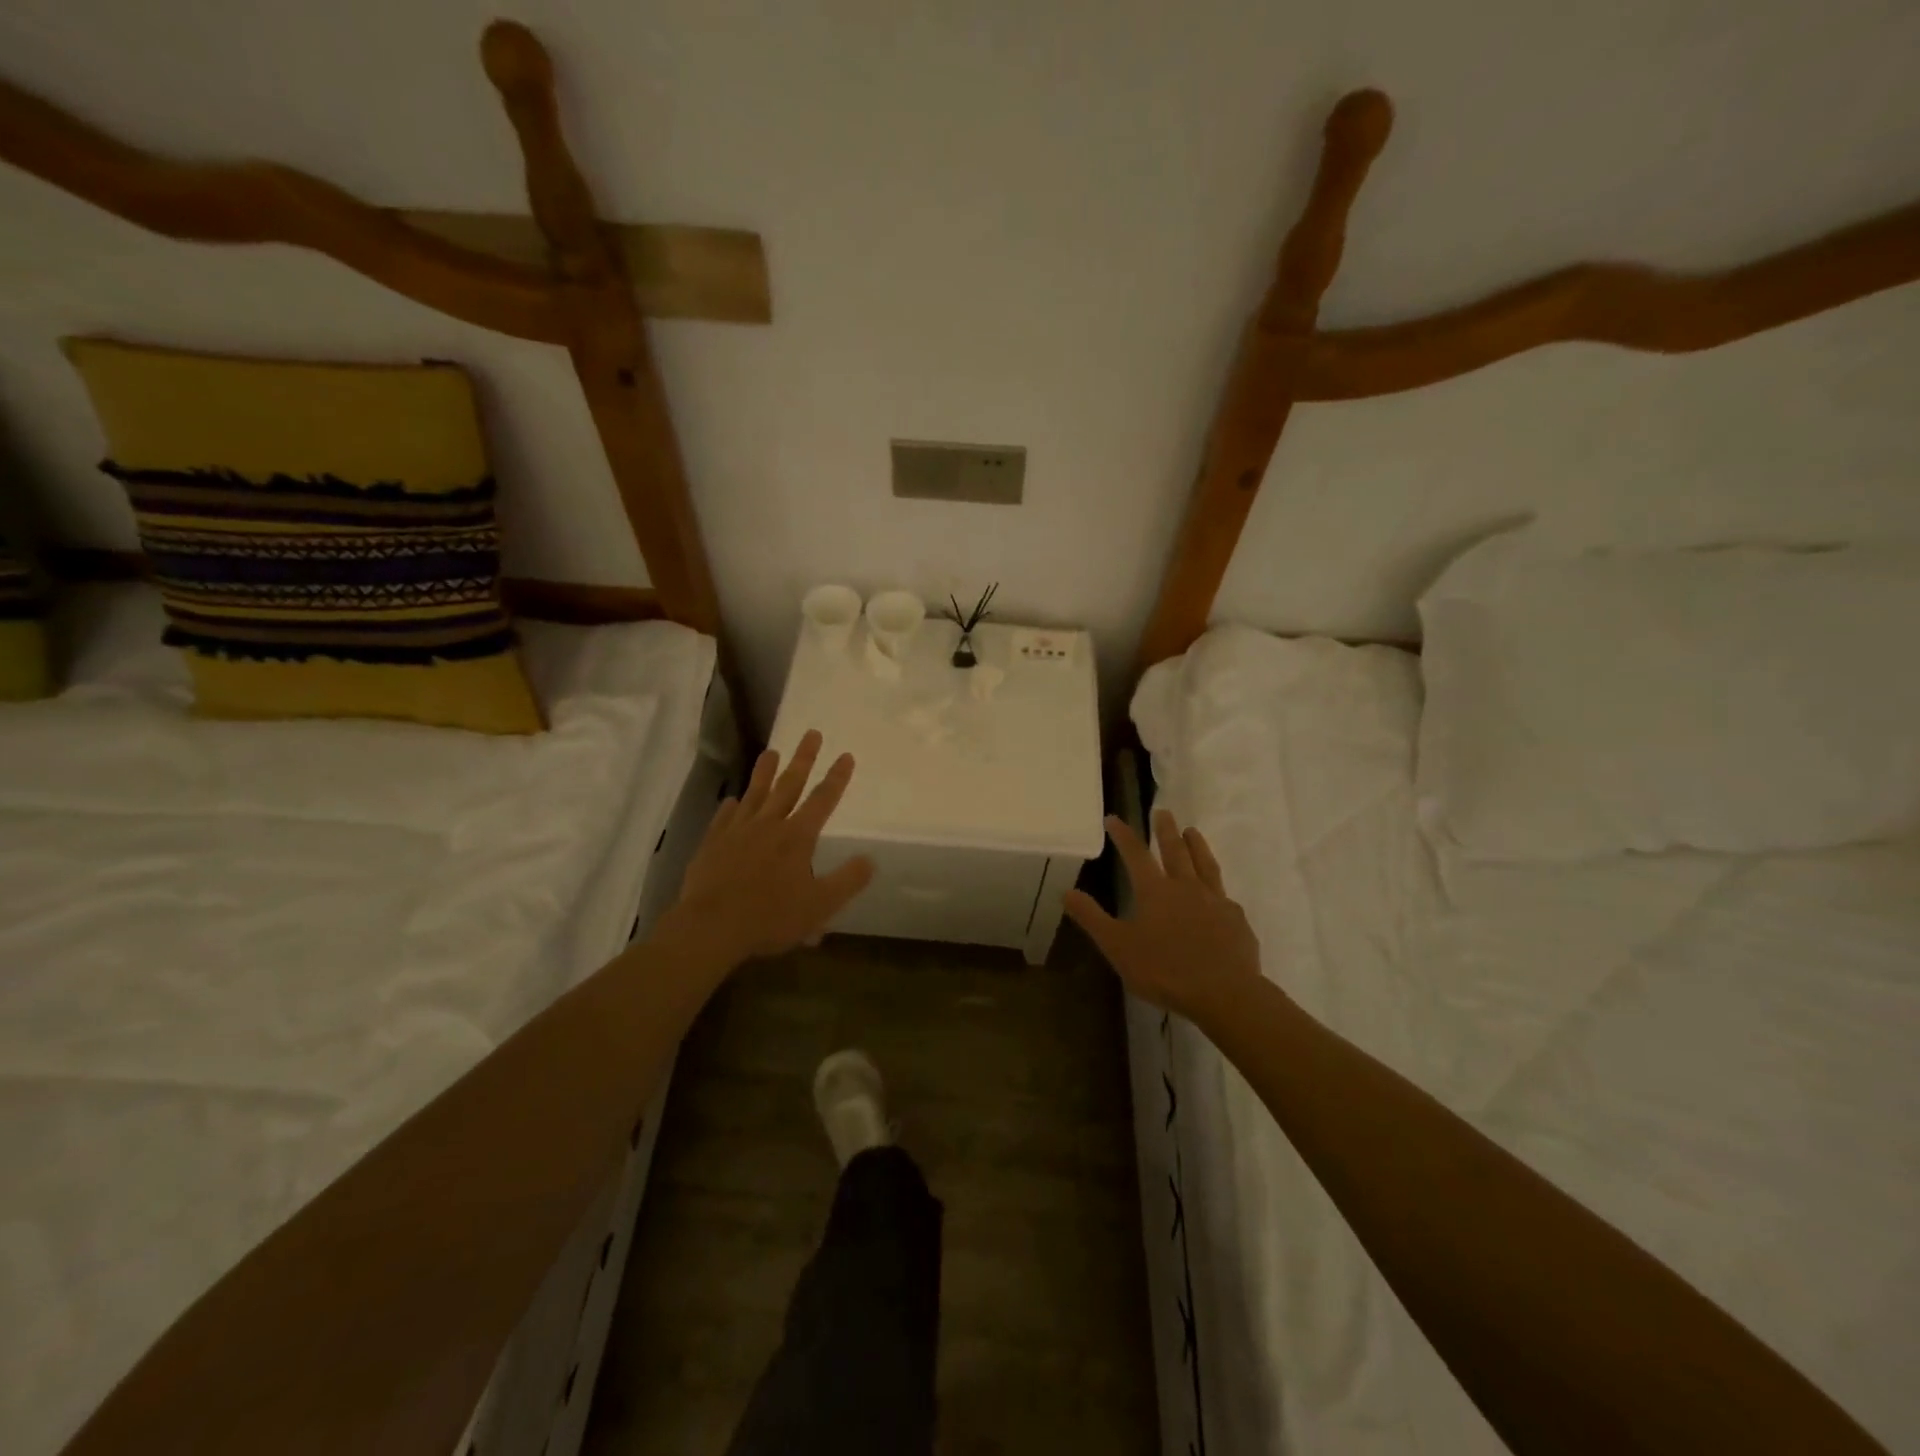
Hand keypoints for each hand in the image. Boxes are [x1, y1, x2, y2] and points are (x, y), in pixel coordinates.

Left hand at [665, 730, 875, 967]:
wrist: (711, 927)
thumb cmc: (770, 917)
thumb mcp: (820, 905)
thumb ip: (848, 881)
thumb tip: (870, 859)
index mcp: (797, 837)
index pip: (822, 800)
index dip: (836, 778)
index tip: (846, 755)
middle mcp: (769, 825)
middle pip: (789, 785)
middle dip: (803, 759)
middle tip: (812, 733)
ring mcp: (737, 832)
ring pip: (755, 794)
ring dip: (765, 772)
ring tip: (772, 751)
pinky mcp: (713, 844)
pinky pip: (725, 818)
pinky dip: (732, 807)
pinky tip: (733, 800)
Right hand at [1065, 809, 1263, 1021]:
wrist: (1225, 993)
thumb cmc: (1165, 970)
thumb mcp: (1118, 947)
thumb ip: (1092, 918)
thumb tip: (1067, 891)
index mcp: (1155, 892)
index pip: (1136, 855)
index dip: (1124, 835)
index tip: (1114, 819)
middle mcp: (1186, 888)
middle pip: (1175, 851)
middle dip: (1166, 830)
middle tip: (1163, 811)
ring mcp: (1216, 901)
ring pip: (1205, 864)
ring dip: (1197, 845)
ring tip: (1193, 831)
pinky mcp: (1236, 920)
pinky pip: (1225, 896)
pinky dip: (1218, 888)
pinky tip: (1220, 893)